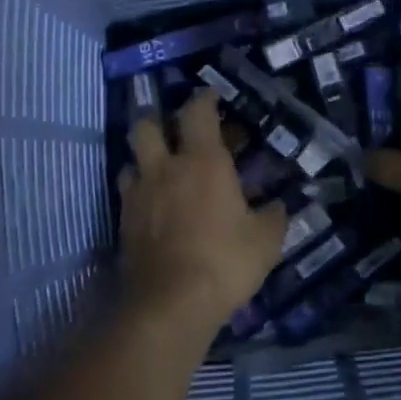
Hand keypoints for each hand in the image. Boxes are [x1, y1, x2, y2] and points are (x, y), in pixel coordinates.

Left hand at [118, 91, 286, 341]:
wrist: (169, 303)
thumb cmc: (224, 262)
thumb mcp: (265, 241)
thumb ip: (273, 216)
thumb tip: (277, 205)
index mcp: (203, 161)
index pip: (197, 111)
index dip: (204, 97)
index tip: (211, 96)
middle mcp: (165, 167)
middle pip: (146, 124)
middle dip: (159, 120)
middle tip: (175, 130)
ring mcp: (139, 193)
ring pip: (131, 157)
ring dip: (144, 157)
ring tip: (161, 169)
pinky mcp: (123, 221)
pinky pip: (127, 191)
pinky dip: (138, 190)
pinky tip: (152, 205)